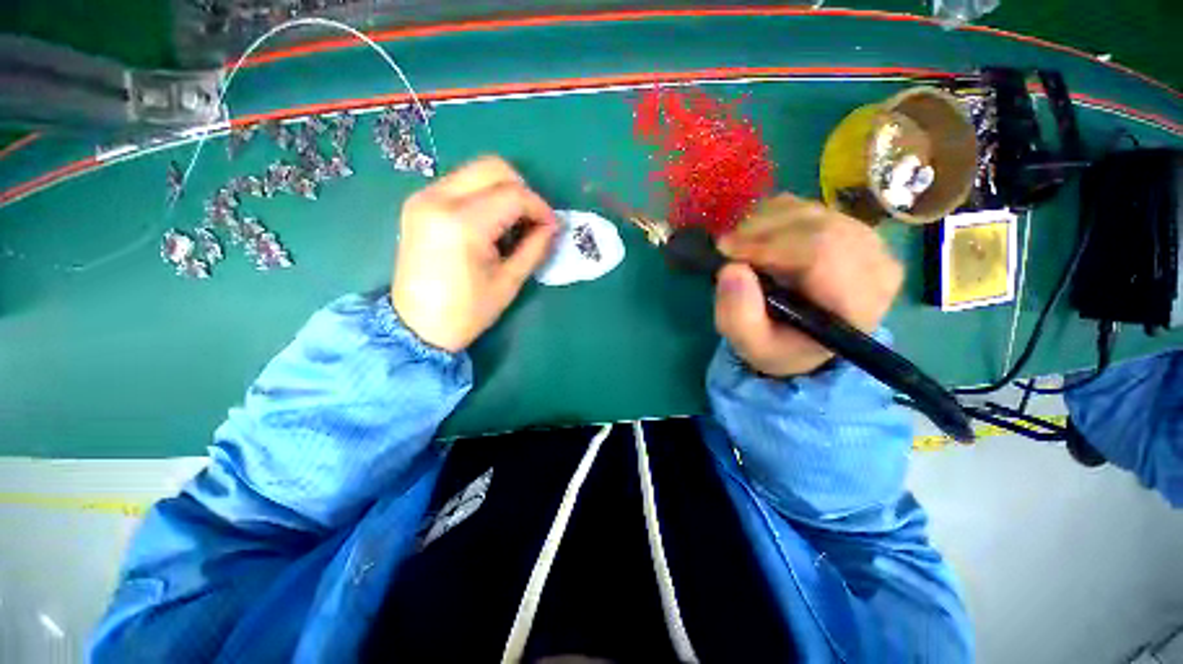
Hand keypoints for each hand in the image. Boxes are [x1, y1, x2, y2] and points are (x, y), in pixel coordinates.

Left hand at [392, 156, 557, 352]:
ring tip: (513, 223)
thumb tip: (552, 226)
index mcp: (462, 223)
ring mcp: (424, 197)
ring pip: (476, 171)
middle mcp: (438, 199)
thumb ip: (535, 247)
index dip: (540, 207)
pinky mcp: (419, 203)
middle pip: (493, 168)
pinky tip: (490, 223)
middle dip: (523, 190)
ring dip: (503, 191)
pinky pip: (461, 184)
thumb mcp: (509, 282)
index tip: (552, 226)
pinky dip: (484, 196)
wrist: (417, 326)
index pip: (513, 195)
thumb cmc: (467, 311)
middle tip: (534, 219)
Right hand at [713, 194, 903, 376]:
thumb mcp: (751, 344)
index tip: (727, 253)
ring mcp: (869, 241)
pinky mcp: (852, 227)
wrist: (804, 339)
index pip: (823, 253)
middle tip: (727, 247)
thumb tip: (731, 269)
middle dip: (763, 231)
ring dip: (765, 222)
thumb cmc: (779, 345)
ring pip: (812, 211)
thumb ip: (738, 316)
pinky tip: (759, 236)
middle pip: (819, 225)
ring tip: (740, 245)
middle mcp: (875, 266)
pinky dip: (775, 215)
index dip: (769, 246)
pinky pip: (810, 206)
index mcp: (857, 304)